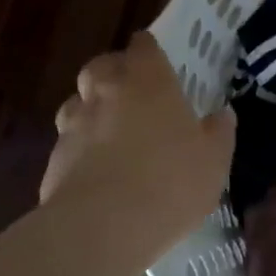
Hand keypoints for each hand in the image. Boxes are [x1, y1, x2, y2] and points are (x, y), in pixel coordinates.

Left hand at [40, 33, 235, 262]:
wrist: (101, 229)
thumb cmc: (170, 182)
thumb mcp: (214, 160)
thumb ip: (219, 132)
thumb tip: (221, 114)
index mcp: (148, 82)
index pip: (143, 46)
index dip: (149, 49)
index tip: (158, 60)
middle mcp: (106, 93)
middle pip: (101, 66)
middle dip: (114, 73)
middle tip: (133, 92)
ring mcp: (75, 125)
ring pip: (77, 102)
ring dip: (93, 109)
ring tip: (112, 131)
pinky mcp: (54, 160)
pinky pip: (69, 142)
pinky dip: (81, 148)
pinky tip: (98, 171)